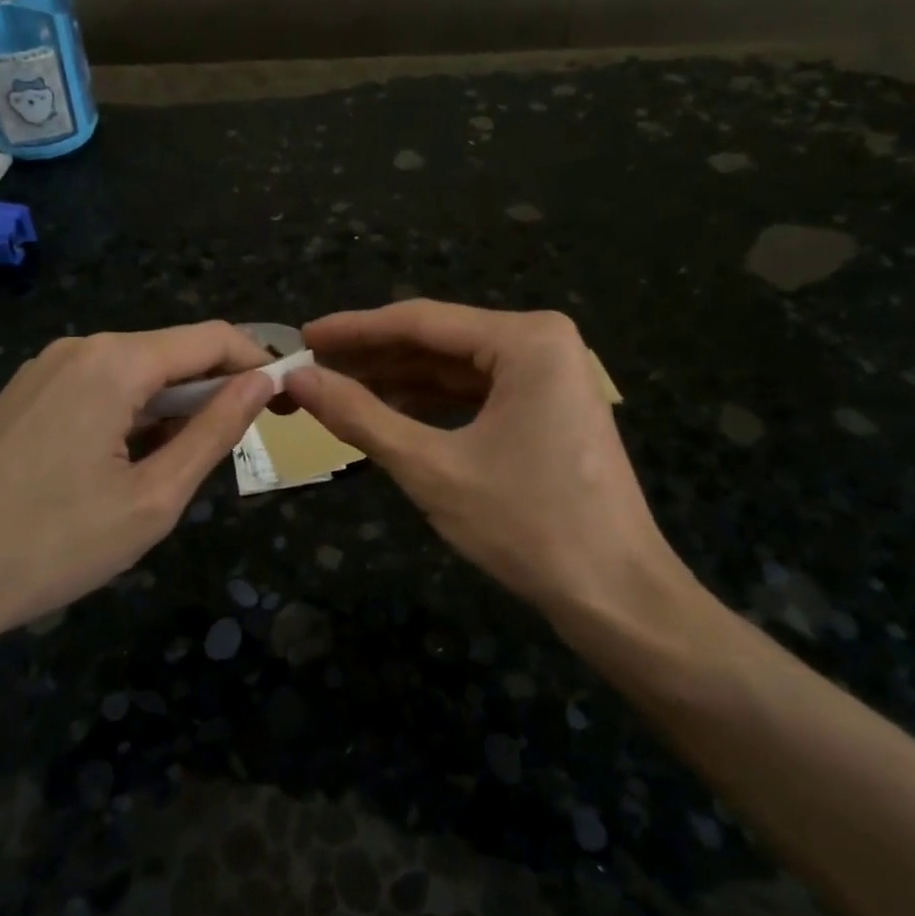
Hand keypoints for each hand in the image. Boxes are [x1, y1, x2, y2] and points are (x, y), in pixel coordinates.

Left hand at [0, 322, 273, 663]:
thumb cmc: (52, 546)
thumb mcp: (153, 498)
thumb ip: (214, 432)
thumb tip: (262, 382)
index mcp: (115, 362)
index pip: (212, 338)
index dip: (257, 363)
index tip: (286, 403)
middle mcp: (79, 348)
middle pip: (172, 352)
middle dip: (216, 389)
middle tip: (245, 444)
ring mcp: (44, 370)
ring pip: (136, 373)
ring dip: (173, 407)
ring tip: (180, 468)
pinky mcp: (24, 396)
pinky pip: (99, 389)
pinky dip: (133, 415)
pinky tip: (128, 465)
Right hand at [285, 301, 700, 635]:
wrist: (616, 594)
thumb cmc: (526, 525)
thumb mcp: (431, 468)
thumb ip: (360, 416)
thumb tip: (299, 379)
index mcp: (526, 339)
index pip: (421, 321)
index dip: (355, 330)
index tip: (304, 336)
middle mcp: (543, 342)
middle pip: (440, 341)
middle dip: (375, 357)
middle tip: (312, 368)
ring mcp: (550, 376)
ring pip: (456, 368)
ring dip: (399, 381)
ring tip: (337, 390)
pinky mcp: (549, 408)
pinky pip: (478, 393)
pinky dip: (432, 404)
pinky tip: (388, 413)